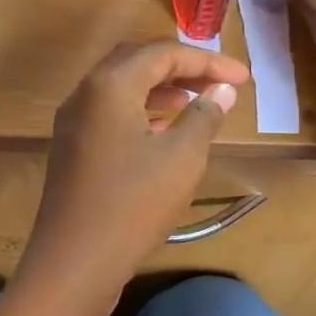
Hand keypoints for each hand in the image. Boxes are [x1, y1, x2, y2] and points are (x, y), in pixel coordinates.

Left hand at [19, 41, 248, 309]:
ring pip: (120, 89)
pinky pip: (109, 114)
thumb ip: (204, 116)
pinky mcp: (71, 149)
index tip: (244, 78)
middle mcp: (84, 94)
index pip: (163, 53)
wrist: (74, 262)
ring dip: (160, 89)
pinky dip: (140, 112)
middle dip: (180, 68)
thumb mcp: (182, 158)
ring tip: (196, 103)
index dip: (208, 61)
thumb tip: (222, 90)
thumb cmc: (133, 204)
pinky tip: (164, 132)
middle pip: (136, 62)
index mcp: (109, 85)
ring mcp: (72, 123)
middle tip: (217, 84)